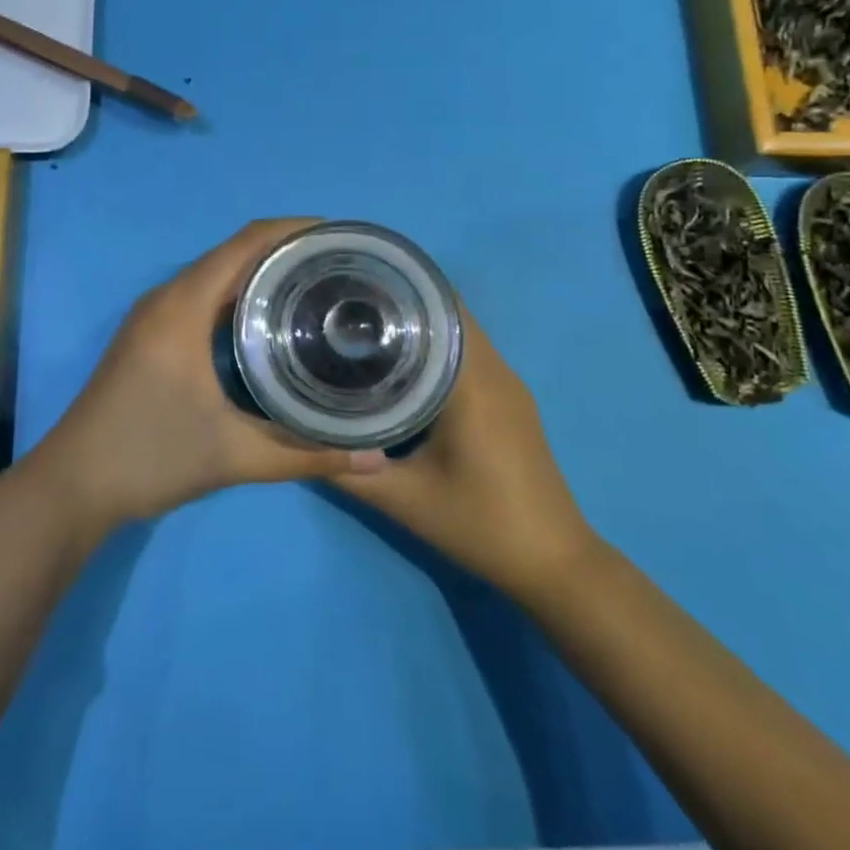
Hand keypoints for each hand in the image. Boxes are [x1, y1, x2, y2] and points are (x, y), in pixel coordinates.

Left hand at [34, 219, 387, 527]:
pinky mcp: (146, 334)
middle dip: (282, 250)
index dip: (291, 230)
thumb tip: (376, 461)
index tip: (336, 235)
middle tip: (336, 266)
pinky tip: (263, 320)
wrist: (74, 483)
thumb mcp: (234, 457)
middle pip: (231, 253)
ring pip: (212, 274)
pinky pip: (197, 294)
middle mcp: (166, 298)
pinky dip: (234, 293)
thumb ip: (307, 456)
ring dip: (257, 271)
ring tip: (310, 286)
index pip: (244, 244)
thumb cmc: (151, 457)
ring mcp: (151, 315)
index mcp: (183, 307)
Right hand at [331, 307, 595, 599]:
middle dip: (401, 303)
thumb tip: (296, 436)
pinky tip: (402, 366)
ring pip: (461, 333)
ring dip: (420, 324)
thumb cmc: (479, 524)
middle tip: (346, 308)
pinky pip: (470, 355)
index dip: (398, 290)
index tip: (353, 286)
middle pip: (449, 313)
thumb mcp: (403, 499)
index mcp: (473, 381)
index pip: (440, 307)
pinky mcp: (510, 401)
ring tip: (365, 328)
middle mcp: (496, 371)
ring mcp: (508, 385)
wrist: (553, 563)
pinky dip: (438, 347)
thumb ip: (345, 468)